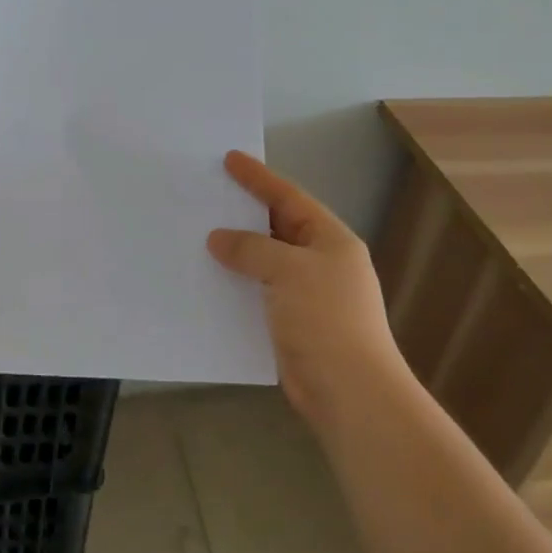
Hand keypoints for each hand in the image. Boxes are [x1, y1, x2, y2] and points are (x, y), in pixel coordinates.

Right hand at [208, 151, 410, 430]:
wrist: (351, 394)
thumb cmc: (326, 320)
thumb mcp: (288, 271)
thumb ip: (252, 249)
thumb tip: (218, 239)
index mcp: (331, 240)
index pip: (290, 197)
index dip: (259, 178)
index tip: (230, 159)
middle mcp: (322, 262)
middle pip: (278, 227)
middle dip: (245, 213)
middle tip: (210, 195)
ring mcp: (308, 295)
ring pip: (265, 262)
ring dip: (237, 251)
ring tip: (200, 234)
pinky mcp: (293, 324)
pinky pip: (259, 292)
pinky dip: (237, 284)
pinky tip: (210, 280)